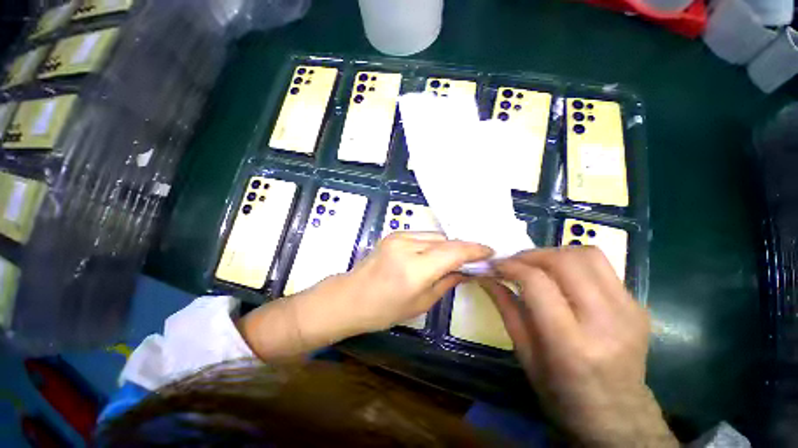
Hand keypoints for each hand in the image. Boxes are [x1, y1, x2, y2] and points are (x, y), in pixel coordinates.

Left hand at [238, 232, 490, 359]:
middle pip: (445, 240)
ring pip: (435, 236)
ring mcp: (398, 236)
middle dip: (463, 248)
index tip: (490, 251)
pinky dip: (434, 243)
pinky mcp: (393, 234)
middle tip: (476, 258)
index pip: (453, 251)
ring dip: (448, 245)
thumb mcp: (421, 303)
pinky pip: (422, 235)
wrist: (350, 297)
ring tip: (457, 257)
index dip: (474, 250)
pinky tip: (437, 253)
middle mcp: (407, 246)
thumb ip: (446, 282)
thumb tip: (466, 271)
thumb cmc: (384, 310)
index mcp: (414, 269)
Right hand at [481, 247, 676, 446]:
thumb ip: (505, 308)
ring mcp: (629, 311)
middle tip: (513, 262)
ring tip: (536, 265)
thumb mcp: (525, 354)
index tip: (495, 265)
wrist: (618, 417)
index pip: (537, 283)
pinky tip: (561, 278)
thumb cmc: (562, 394)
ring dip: (554, 253)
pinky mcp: (639, 305)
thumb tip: (485, 276)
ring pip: (587, 254)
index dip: (511, 266)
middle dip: (531, 255)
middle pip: (565, 261)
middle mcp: (606, 322)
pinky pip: (602, 267)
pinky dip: (573, 263)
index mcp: (571, 344)